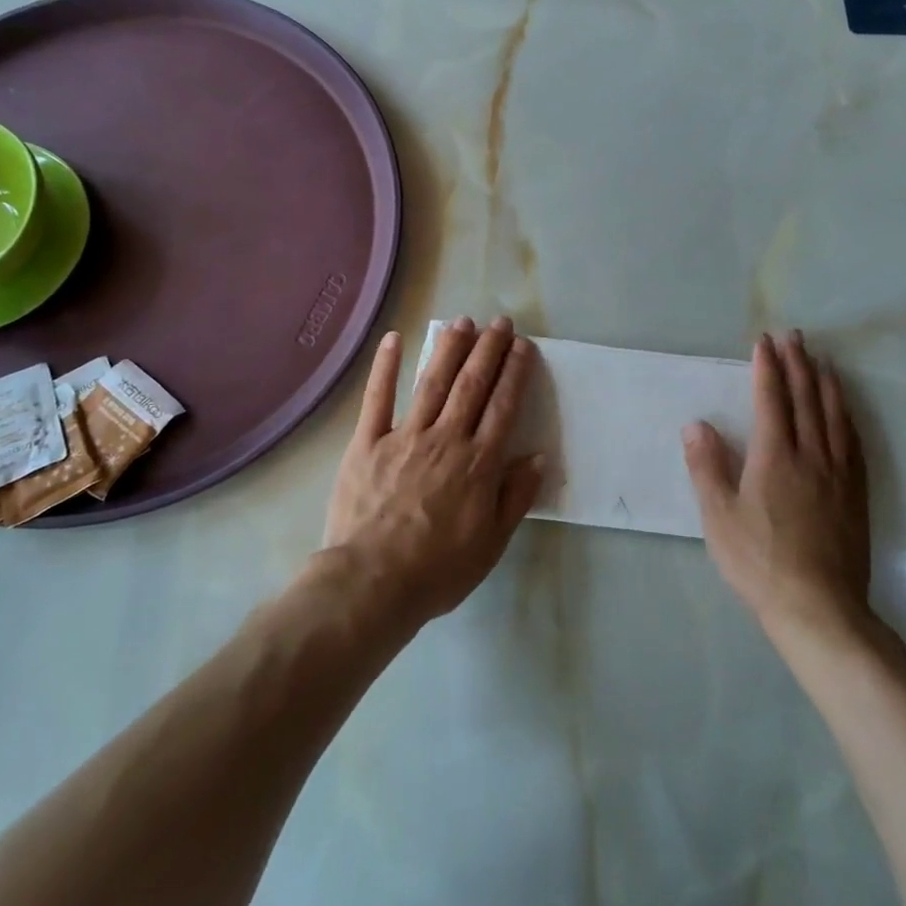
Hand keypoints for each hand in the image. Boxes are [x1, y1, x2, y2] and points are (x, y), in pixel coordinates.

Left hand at [321, 317, 544, 627]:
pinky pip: (377, 398)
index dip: (514, 373)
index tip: (523, 346)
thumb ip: (515, 496)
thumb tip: (537, 456)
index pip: (502, 406)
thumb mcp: (491, 543)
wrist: (372, 583)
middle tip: (500, 322)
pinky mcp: (367, 442)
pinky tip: (394, 339)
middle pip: (472, 385)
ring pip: (432, 383)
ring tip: (463, 321)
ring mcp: (405, 437)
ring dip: (449, 349)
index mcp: (478, 463)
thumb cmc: (437, 569)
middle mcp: (446, 439)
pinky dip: (386, 367)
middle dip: (488, 350)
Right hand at [682, 331, 875, 640]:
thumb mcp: (719, 517)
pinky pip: (854, 443)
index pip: (771, 400)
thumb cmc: (759, 561)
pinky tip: (847, 413)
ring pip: (834, 416)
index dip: (767, 368)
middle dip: (798, 364)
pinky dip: (848, 418)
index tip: (765, 341)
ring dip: (826, 384)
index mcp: (774, 457)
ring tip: (822, 361)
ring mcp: (838, 474)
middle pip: (806, 399)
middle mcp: (810, 456)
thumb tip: (696, 424)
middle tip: (795, 336)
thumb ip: (707, 467)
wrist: (819, 608)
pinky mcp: (856, 495)